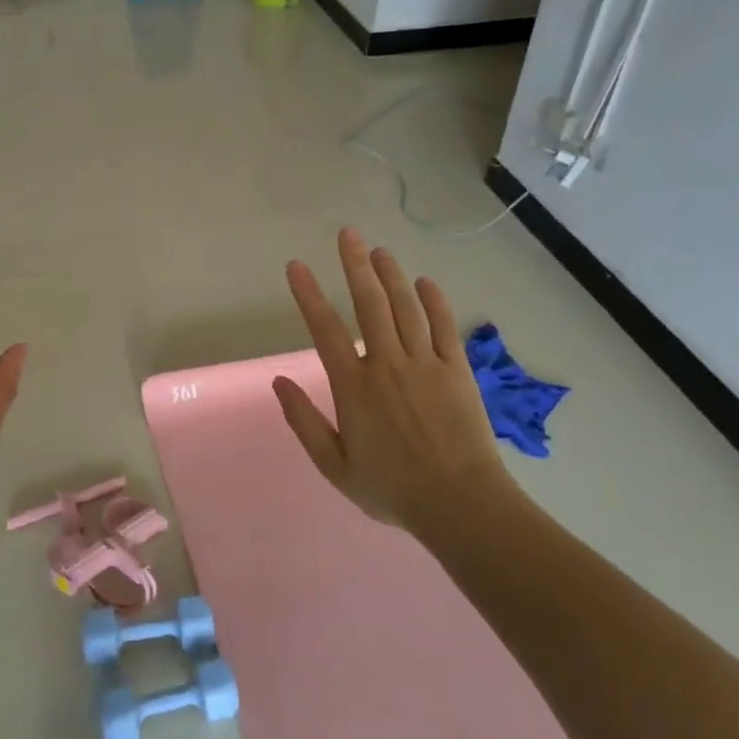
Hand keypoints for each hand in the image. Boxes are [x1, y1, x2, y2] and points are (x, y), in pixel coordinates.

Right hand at [274, 228, 509, 534]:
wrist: (460, 504)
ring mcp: (425, 364)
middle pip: (369, 304)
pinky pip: (443, 327)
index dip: (308, 294)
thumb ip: (304, 421)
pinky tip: (425, 282)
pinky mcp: (456, 370)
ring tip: (378, 250)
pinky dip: (434, 301)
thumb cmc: (391, 488)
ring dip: (391, 275)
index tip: (297, 266)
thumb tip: (279, 381)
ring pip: (405, 308)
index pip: (324, 329)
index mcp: (354, 387)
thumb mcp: (334, 465)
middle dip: (354, 265)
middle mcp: (387, 364)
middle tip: (347, 234)